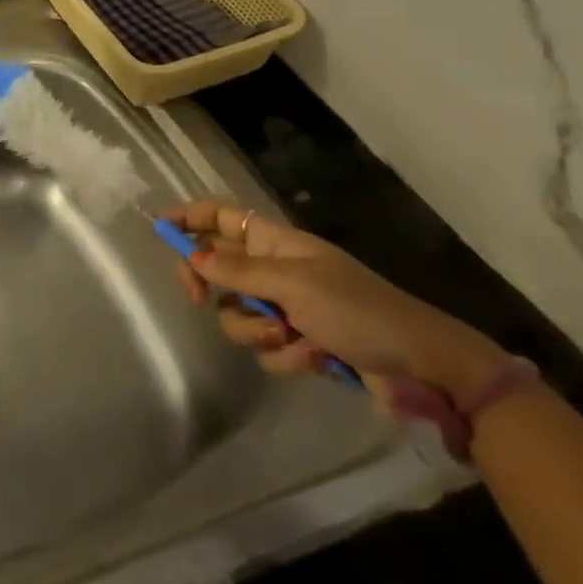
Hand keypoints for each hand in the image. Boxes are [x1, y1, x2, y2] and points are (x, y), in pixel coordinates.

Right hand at [167, 200, 509, 402]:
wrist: (423, 366)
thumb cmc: (357, 310)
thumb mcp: (292, 284)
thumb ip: (237, 271)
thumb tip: (193, 257)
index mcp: (276, 243)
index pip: (222, 217)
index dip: (190, 217)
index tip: (159, 230)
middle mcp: (276, 270)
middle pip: (219, 266)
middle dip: (210, 284)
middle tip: (199, 297)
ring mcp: (288, 308)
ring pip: (238, 313)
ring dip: (255, 329)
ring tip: (289, 337)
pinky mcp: (302, 344)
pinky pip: (266, 347)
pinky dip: (285, 356)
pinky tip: (315, 358)